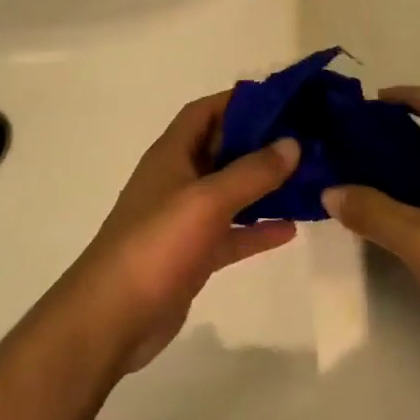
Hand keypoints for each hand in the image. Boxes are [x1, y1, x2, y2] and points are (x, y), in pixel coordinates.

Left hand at [66, 91, 299, 373]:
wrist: (111, 320)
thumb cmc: (156, 245)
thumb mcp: (207, 200)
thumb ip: (251, 172)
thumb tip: (292, 143)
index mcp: (172, 155)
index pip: (205, 111)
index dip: (239, 100)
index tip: (283, 99)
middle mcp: (178, 180)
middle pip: (222, 149)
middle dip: (260, 141)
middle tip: (306, 137)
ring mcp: (185, 220)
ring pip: (231, 192)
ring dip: (264, 185)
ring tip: (308, 178)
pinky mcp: (193, 255)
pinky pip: (232, 233)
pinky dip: (257, 228)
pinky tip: (291, 228)